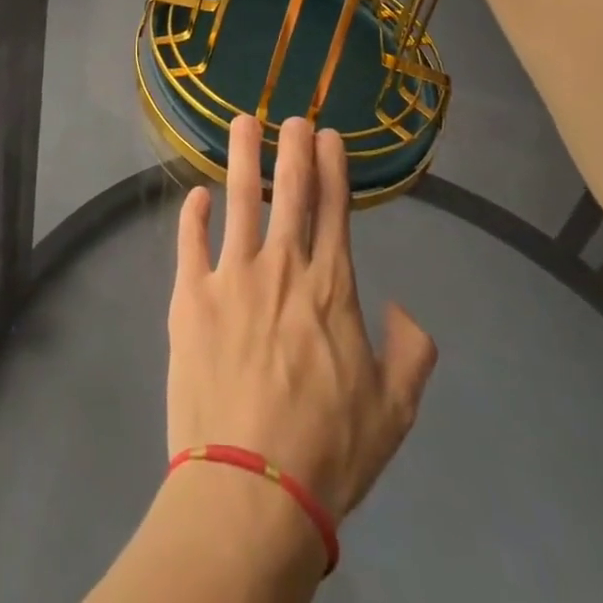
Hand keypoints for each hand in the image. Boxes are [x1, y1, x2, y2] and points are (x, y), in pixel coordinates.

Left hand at [167, 115, 438, 521]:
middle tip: (292, 115)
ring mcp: (232, 276)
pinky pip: (191, 241)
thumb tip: (406, 309)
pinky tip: (197, 195)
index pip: (334, 208)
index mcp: (330, 288)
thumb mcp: (394, 412)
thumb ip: (411, 354)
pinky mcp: (191, 295)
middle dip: (293, 146)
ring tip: (241, 122)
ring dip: (242, 156)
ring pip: (240, 199)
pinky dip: (193, 214)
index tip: (329, 134)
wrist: (251, 487)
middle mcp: (282, 267)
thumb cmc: (327, 452)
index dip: (334, 166)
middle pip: (290, 190)